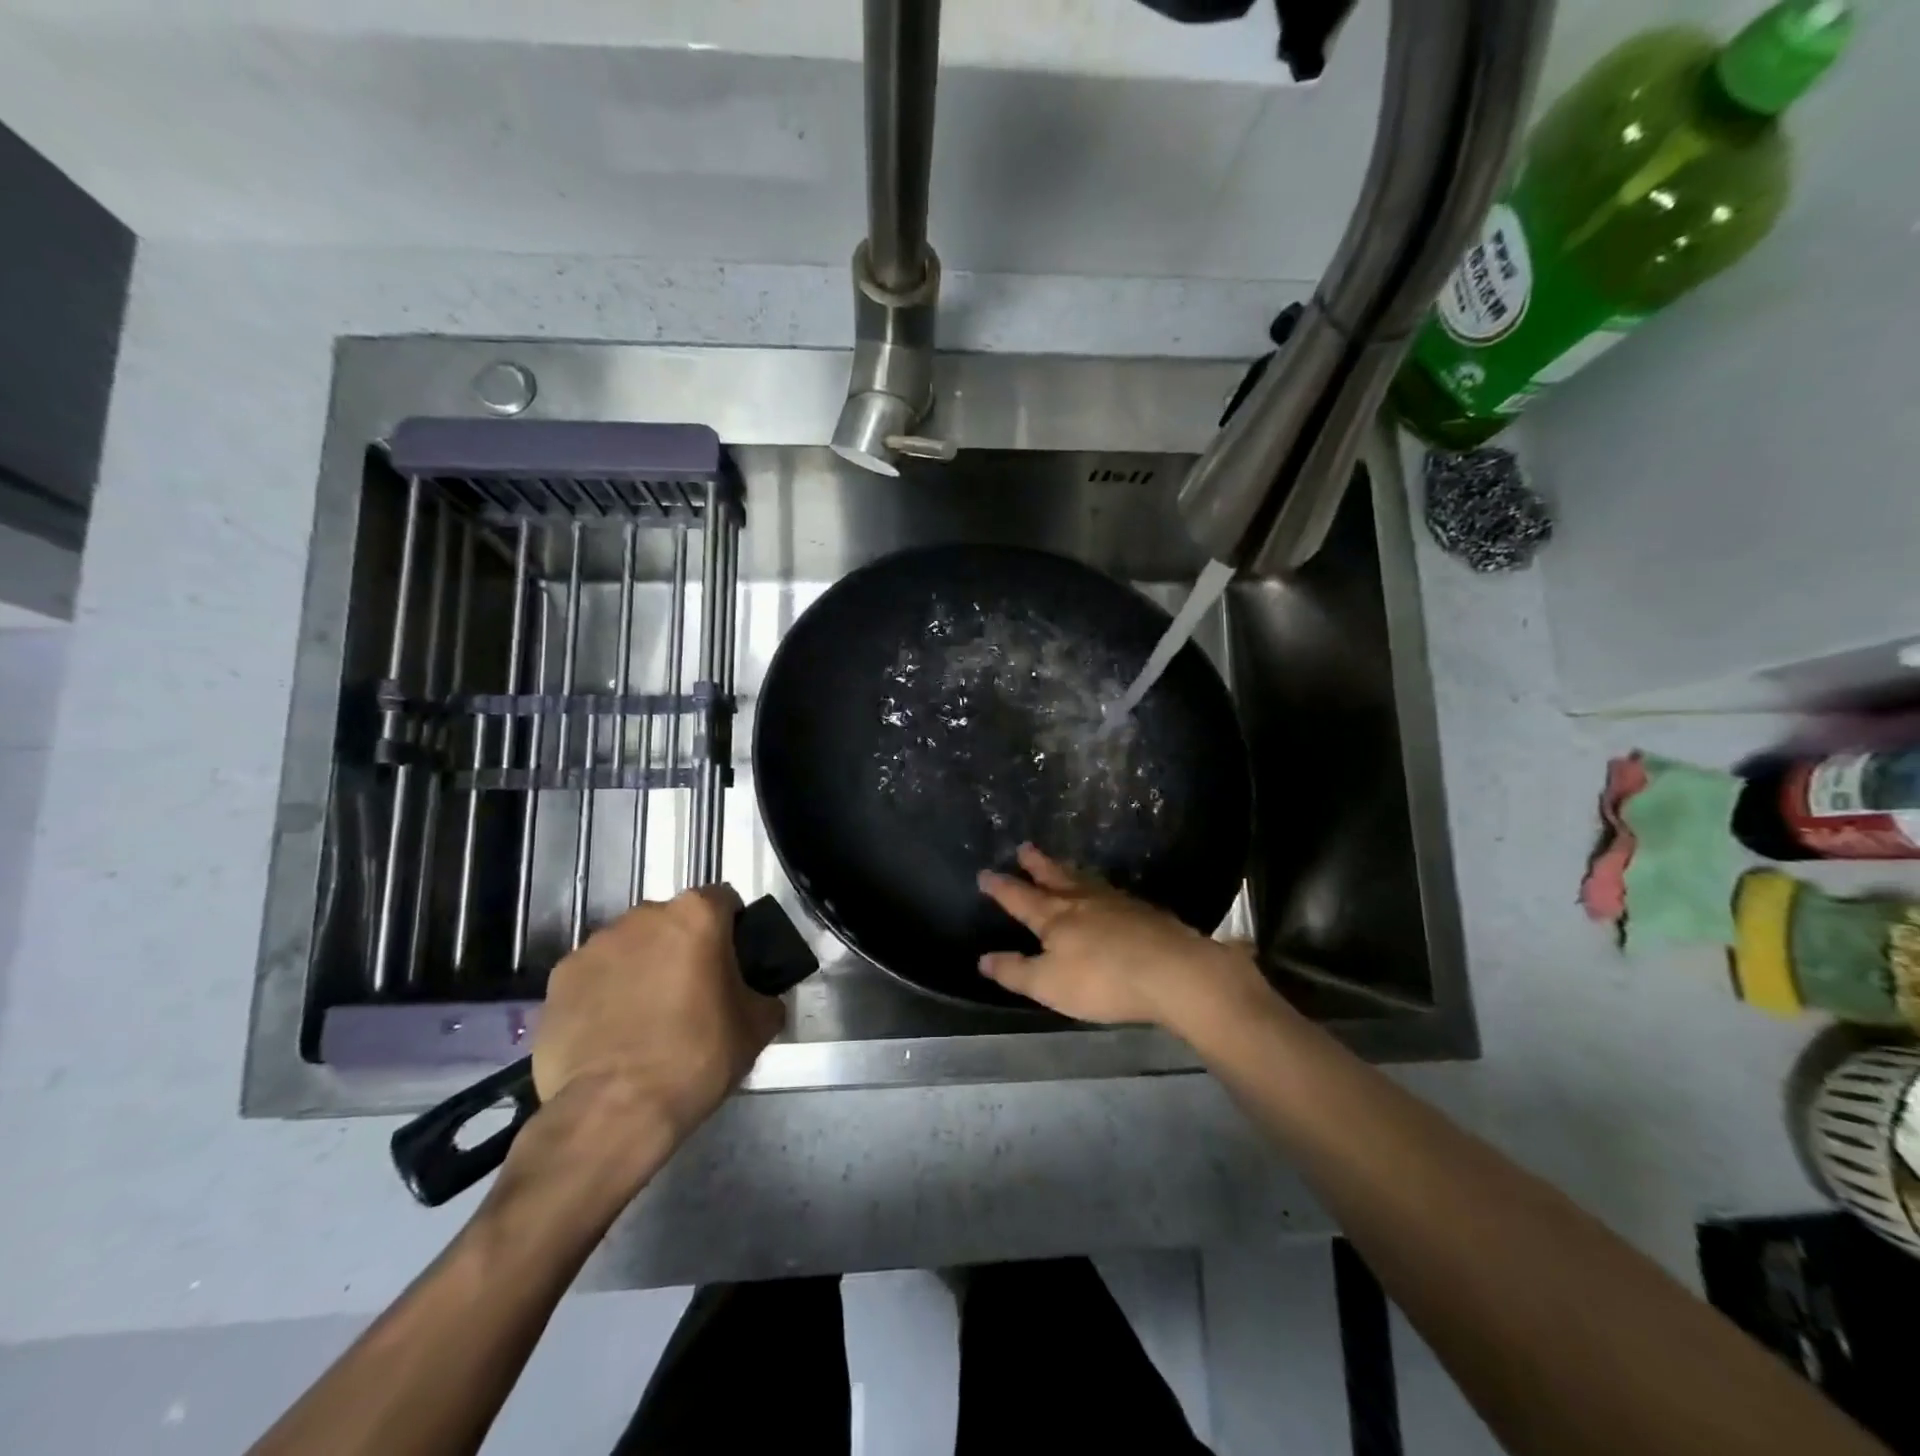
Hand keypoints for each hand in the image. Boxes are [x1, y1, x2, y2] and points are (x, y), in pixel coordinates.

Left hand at [530, 886, 785, 1152]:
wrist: (613, 1111)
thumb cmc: (696, 1058)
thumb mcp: (757, 1028)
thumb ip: (763, 995)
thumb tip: (757, 996)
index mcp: (696, 916)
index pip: (723, 900)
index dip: (732, 929)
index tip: (732, 963)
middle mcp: (643, 916)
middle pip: (672, 921)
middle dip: (682, 947)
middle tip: (691, 994)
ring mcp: (594, 945)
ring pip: (629, 946)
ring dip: (641, 967)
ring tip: (644, 1018)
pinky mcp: (557, 980)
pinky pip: (593, 976)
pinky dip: (603, 993)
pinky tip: (609, 1034)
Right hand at [977, 844, 1267, 1034]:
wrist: (1171, 971)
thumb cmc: (1102, 980)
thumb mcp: (1049, 984)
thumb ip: (1015, 971)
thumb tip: (983, 959)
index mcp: (1054, 917)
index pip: (1020, 898)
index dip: (1001, 887)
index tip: (984, 873)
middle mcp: (1081, 901)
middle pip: (1054, 877)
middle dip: (1036, 864)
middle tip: (1024, 847)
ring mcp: (1115, 902)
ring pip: (1084, 880)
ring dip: (1067, 870)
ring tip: (1060, 863)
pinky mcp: (1142, 911)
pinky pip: (1109, 890)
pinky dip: (1097, 886)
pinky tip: (1104, 892)